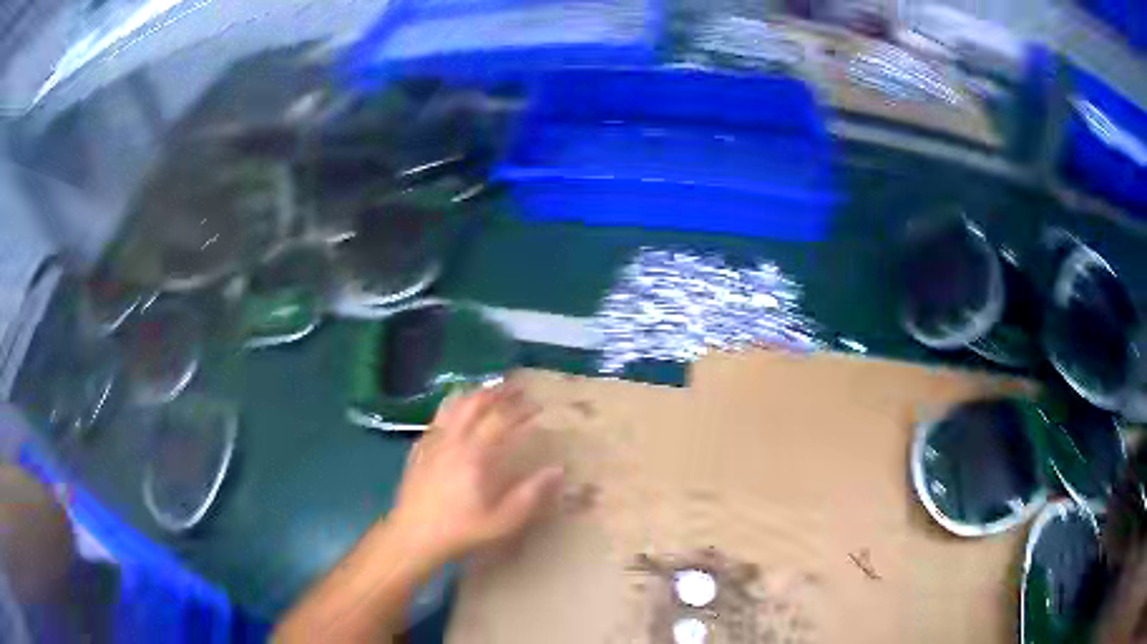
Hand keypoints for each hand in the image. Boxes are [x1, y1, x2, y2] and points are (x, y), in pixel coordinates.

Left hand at [386, 382, 563, 571]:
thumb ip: (531, 494)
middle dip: (497, 393)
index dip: (521, 409)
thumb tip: (557, 470)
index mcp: (474, 454)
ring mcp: (432, 442)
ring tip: (488, 393)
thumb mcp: (503, 520)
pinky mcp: (419, 450)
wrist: (412, 536)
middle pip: (474, 403)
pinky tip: (455, 416)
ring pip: (452, 406)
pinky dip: (451, 409)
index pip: (501, 419)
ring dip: (473, 395)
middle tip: (516, 388)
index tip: (538, 406)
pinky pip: (437, 419)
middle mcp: (452, 440)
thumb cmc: (460, 530)